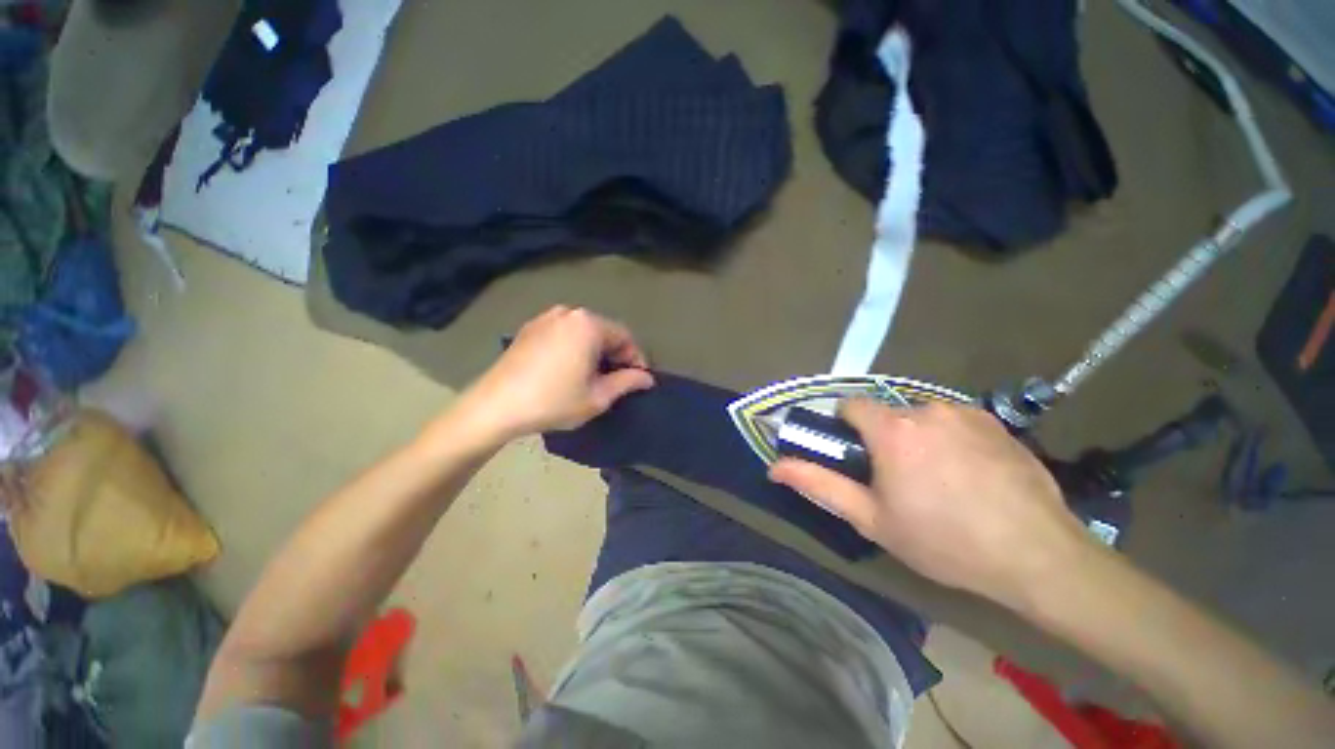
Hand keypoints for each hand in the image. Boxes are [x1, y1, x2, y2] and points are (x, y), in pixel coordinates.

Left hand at [450, 306, 654, 444]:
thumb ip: (627, 382)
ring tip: (594, 377)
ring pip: (583, 332)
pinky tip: (570, 370)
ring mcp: (546, 318)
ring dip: (595, 351)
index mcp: (588, 324)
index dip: (636, 359)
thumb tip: (648, 378)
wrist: (495, 406)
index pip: (625, 337)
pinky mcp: (530, 328)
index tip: (638, 380)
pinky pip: (564, 334)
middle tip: (617, 381)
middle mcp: (569, 313)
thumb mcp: (598, 396)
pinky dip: (575, 348)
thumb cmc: (553, 401)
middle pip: (604, 331)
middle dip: (615, 355)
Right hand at [769, 400, 1095, 608]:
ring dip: (917, 438)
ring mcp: (966, 413)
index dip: (845, 426)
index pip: (851, 405)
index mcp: (893, 429)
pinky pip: (955, 421)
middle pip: (887, 413)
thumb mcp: (871, 519)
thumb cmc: (944, 541)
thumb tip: (774, 468)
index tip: (855, 455)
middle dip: (883, 437)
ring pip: (922, 416)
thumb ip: (819, 485)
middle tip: (898, 479)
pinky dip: (950, 438)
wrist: (1038, 557)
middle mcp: (926, 409)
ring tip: (938, 479)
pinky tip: (970, 474)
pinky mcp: (996, 422)